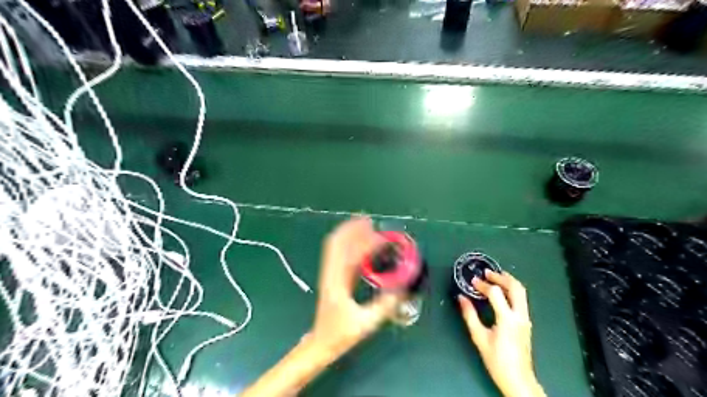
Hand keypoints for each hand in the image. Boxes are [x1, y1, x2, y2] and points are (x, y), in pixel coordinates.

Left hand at [310, 218, 403, 356]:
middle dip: (352, 229)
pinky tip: (360, 243)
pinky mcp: (334, 277)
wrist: (321, 343)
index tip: (379, 235)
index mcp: (337, 282)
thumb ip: (383, 306)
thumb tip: (401, 289)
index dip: (363, 242)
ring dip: (349, 234)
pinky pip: (341, 255)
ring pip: (337, 247)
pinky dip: (349, 244)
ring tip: (365, 225)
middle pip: (338, 243)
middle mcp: (332, 273)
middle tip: (369, 220)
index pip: (349, 254)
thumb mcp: (365, 323)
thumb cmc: (340, 334)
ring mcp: (331, 274)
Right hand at [460, 271, 545, 396]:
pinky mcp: (526, 322)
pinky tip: (502, 290)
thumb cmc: (497, 360)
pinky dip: (512, 289)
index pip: (496, 293)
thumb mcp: (479, 337)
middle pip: (515, 287)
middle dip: (501, 277)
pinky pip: (521, 299)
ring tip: (494, 277)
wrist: (518, 379)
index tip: (472, 282)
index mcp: (507, 319)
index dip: (483, 285)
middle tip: (487, 273)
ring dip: (508, 281)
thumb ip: (470, 315)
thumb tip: (461, 298)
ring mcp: (526, 318)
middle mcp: (520, 316)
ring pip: (521, 292)